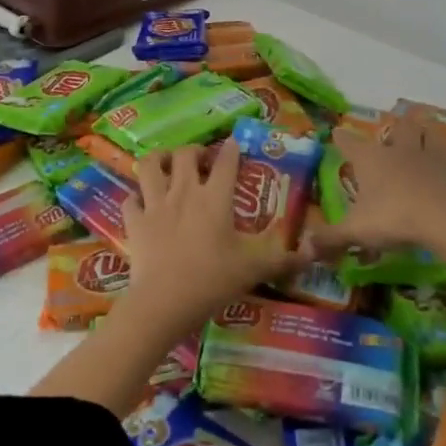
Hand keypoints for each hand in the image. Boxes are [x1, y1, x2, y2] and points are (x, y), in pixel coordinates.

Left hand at [117, 144, 289, 332]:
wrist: (165, 302)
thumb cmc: (213, 280)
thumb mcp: (255, 269)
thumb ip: (285, 259)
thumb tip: (314, 253)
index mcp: (215, 198)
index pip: (226, 161)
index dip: (232, 149)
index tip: (235, 144)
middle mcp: (184, 192)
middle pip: (185, 154)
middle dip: (194, 151)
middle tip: (202, 162)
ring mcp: (155, 204)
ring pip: (149, 165)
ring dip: (158, 160)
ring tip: (166, 166)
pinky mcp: (134, 221)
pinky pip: (131, 199)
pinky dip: (136, 197)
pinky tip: (143, 203)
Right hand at [302, 116, 445, 259]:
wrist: (445, 220)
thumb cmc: (393, 217)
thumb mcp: (356, 231)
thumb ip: (330, 237)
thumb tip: (304, 247)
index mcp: (370, 159)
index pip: (349, 142)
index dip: (341, 138)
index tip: (336, 132)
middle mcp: (397, 151)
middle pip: (396, 129)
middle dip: (393, 128)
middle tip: (391, 132)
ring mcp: (427, 159)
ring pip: (426, 135)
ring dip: (423, 133)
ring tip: (422, 133)